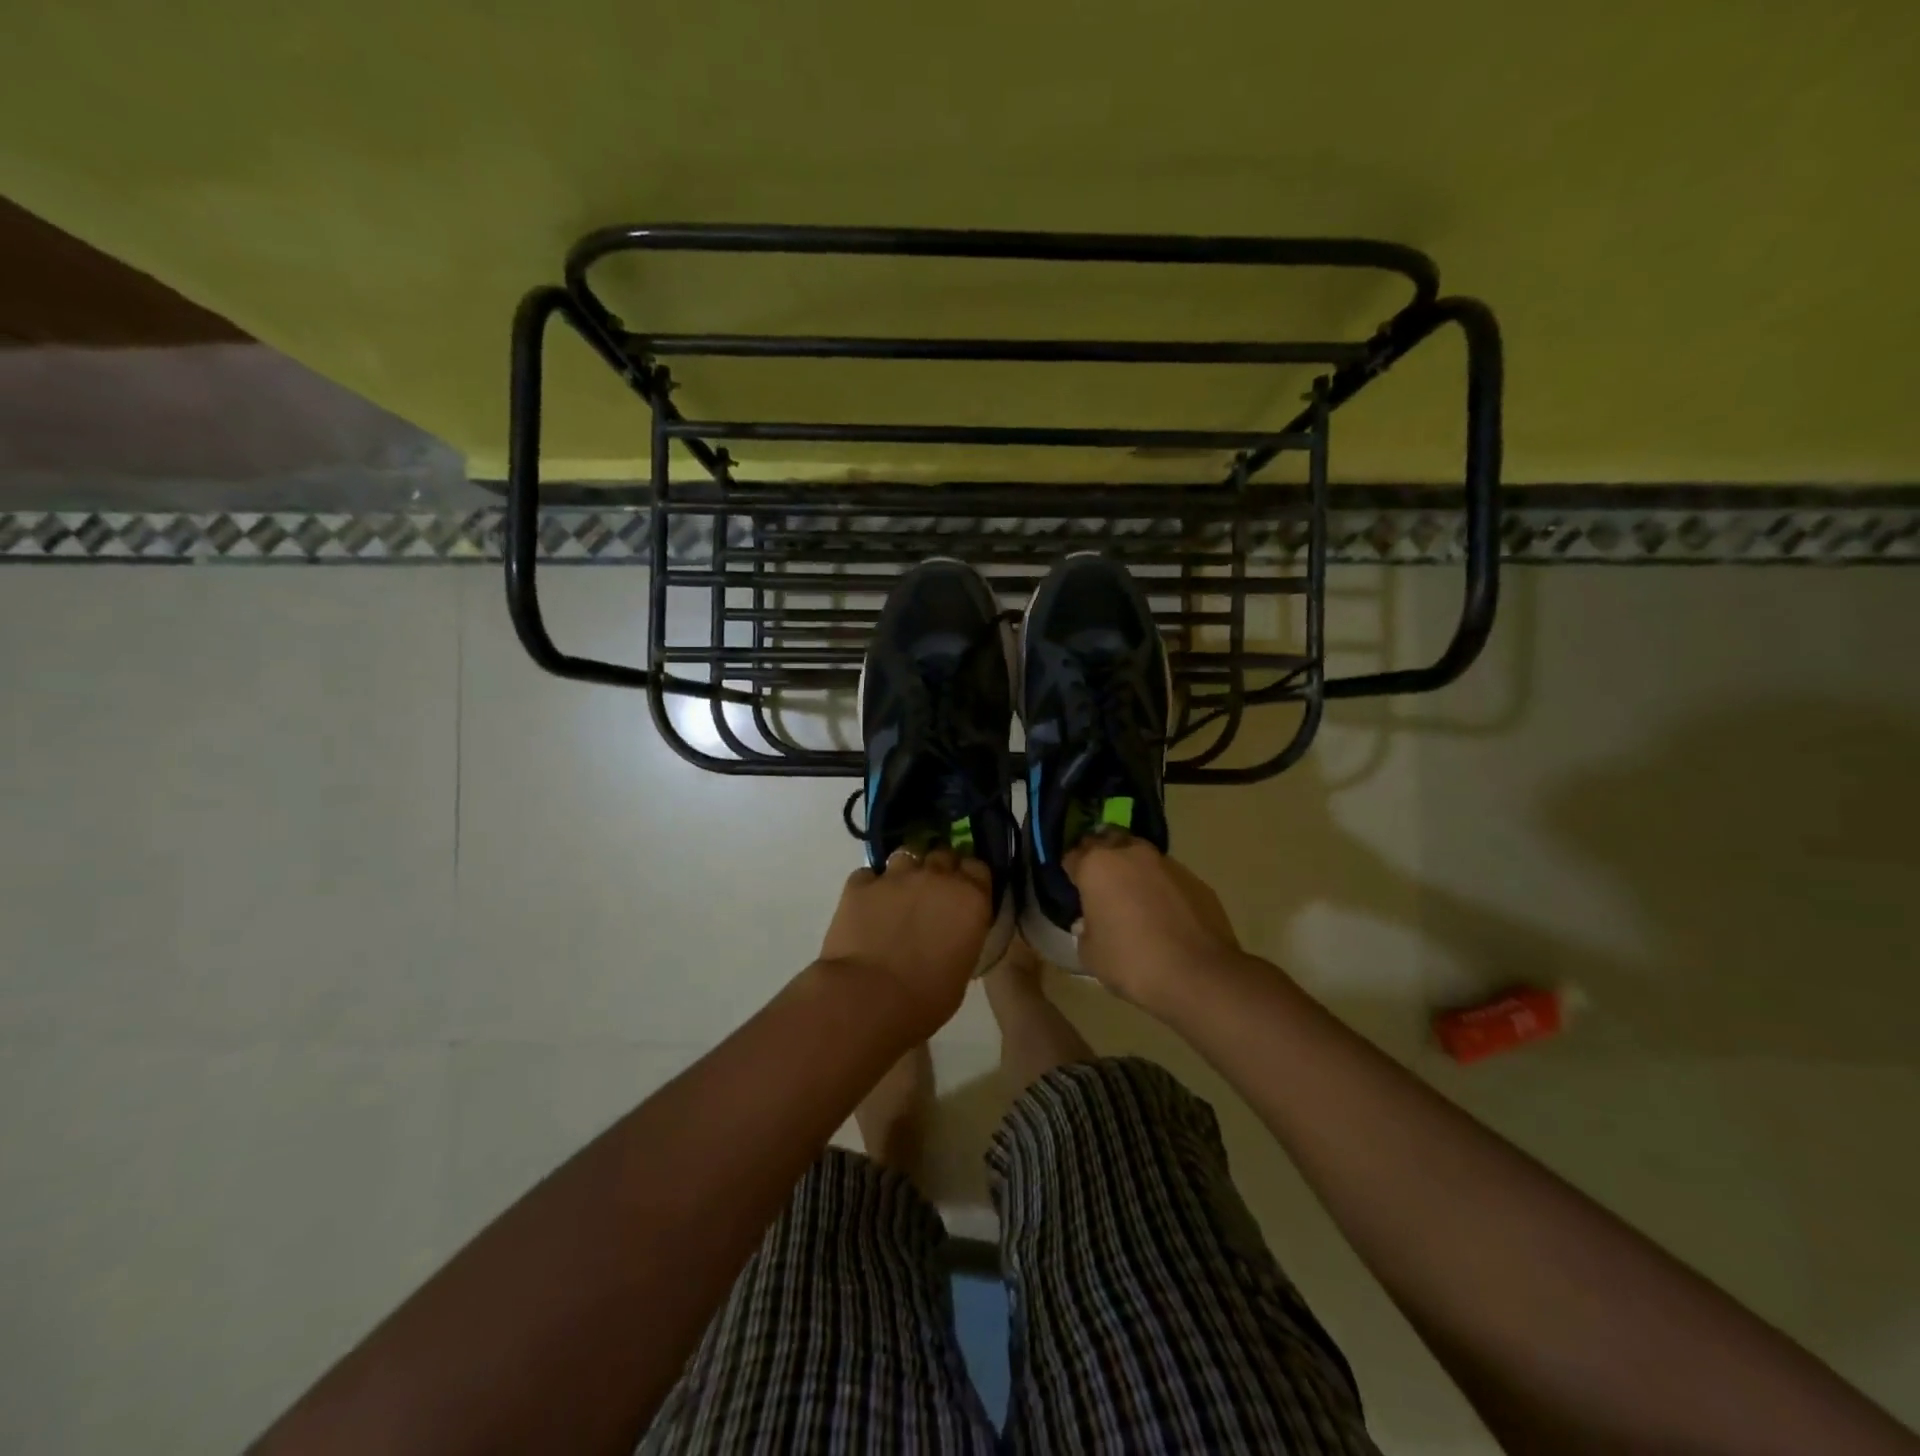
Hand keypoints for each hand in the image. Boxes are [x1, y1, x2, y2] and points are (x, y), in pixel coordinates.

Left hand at [817, 848, 991, 1039]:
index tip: (964, 892)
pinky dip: (870, 886)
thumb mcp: (962, 969)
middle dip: (939, 869)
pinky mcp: (860, 884)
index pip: (978, 867)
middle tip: (932, 893)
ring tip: (898, 894)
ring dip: (906, 871)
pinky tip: (867, 906)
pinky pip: (868, 874)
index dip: (970, 878)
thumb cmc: (926, 998)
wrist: (868, 998)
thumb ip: (962, 937)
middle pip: (943, 854)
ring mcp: (895, 876)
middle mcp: (936, 876)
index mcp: (969, 899)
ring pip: (906, 855)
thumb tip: (953, 932)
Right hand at [1065, 836, 1244, 1010]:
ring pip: (1140, 856)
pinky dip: (1160, 887)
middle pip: (1108, 841)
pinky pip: (1167, 877)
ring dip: (1133, 870)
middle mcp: (1131, 853)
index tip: (1072, 888)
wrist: (1199, 975)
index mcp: (1097, 865)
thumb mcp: (1090, 954)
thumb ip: (1084, 930)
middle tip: (1100, 884)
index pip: (1072, 855)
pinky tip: (1163, 914)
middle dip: (1101, 857)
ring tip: (1133, 899)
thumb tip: (1088, 922)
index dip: (1070, 871)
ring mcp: (1167, 863)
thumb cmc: (1132, 962)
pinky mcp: (1195, 879)